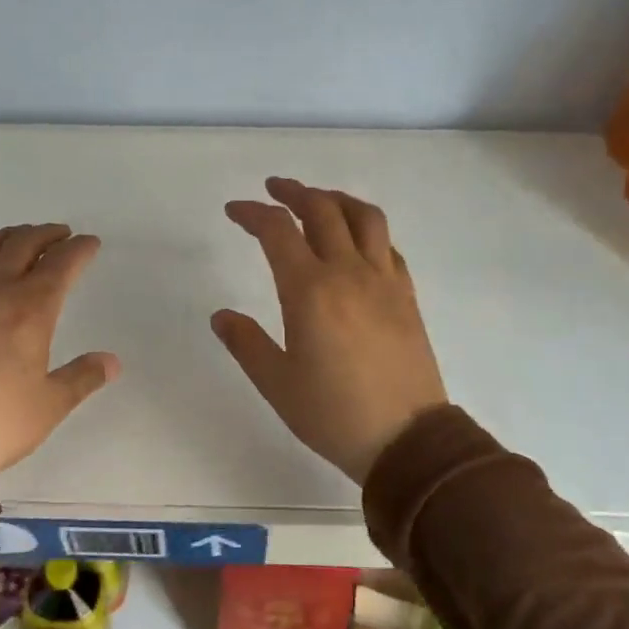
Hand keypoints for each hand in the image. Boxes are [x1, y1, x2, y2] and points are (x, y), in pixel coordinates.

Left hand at [0, 224, 119, 477]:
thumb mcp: (49, 405)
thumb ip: (83, 377)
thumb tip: (112, 362)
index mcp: (30, 308)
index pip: (61, 263)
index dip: (79, 249)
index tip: (90, 244)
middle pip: (23, 243)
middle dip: (47, 234)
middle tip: (61, 235)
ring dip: (9, 235)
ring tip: (20, 239)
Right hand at [213, 177, 446, 483]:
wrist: (407, 439)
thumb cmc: (333, 414)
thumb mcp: (276, 383)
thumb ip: (246, 343)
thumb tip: (221, 316)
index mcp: (310, 291)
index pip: (278, 231)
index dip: (253, 213)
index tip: (235, 210)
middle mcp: (349, 273)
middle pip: (322, 209)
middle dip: (294, 192)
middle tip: (274, 189)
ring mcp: (384, 281)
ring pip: (364, 217)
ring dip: (336, 199)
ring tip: (318, 200)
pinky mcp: (407, 296)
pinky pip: (388, 246)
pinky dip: (367, 230)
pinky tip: (357, 242)